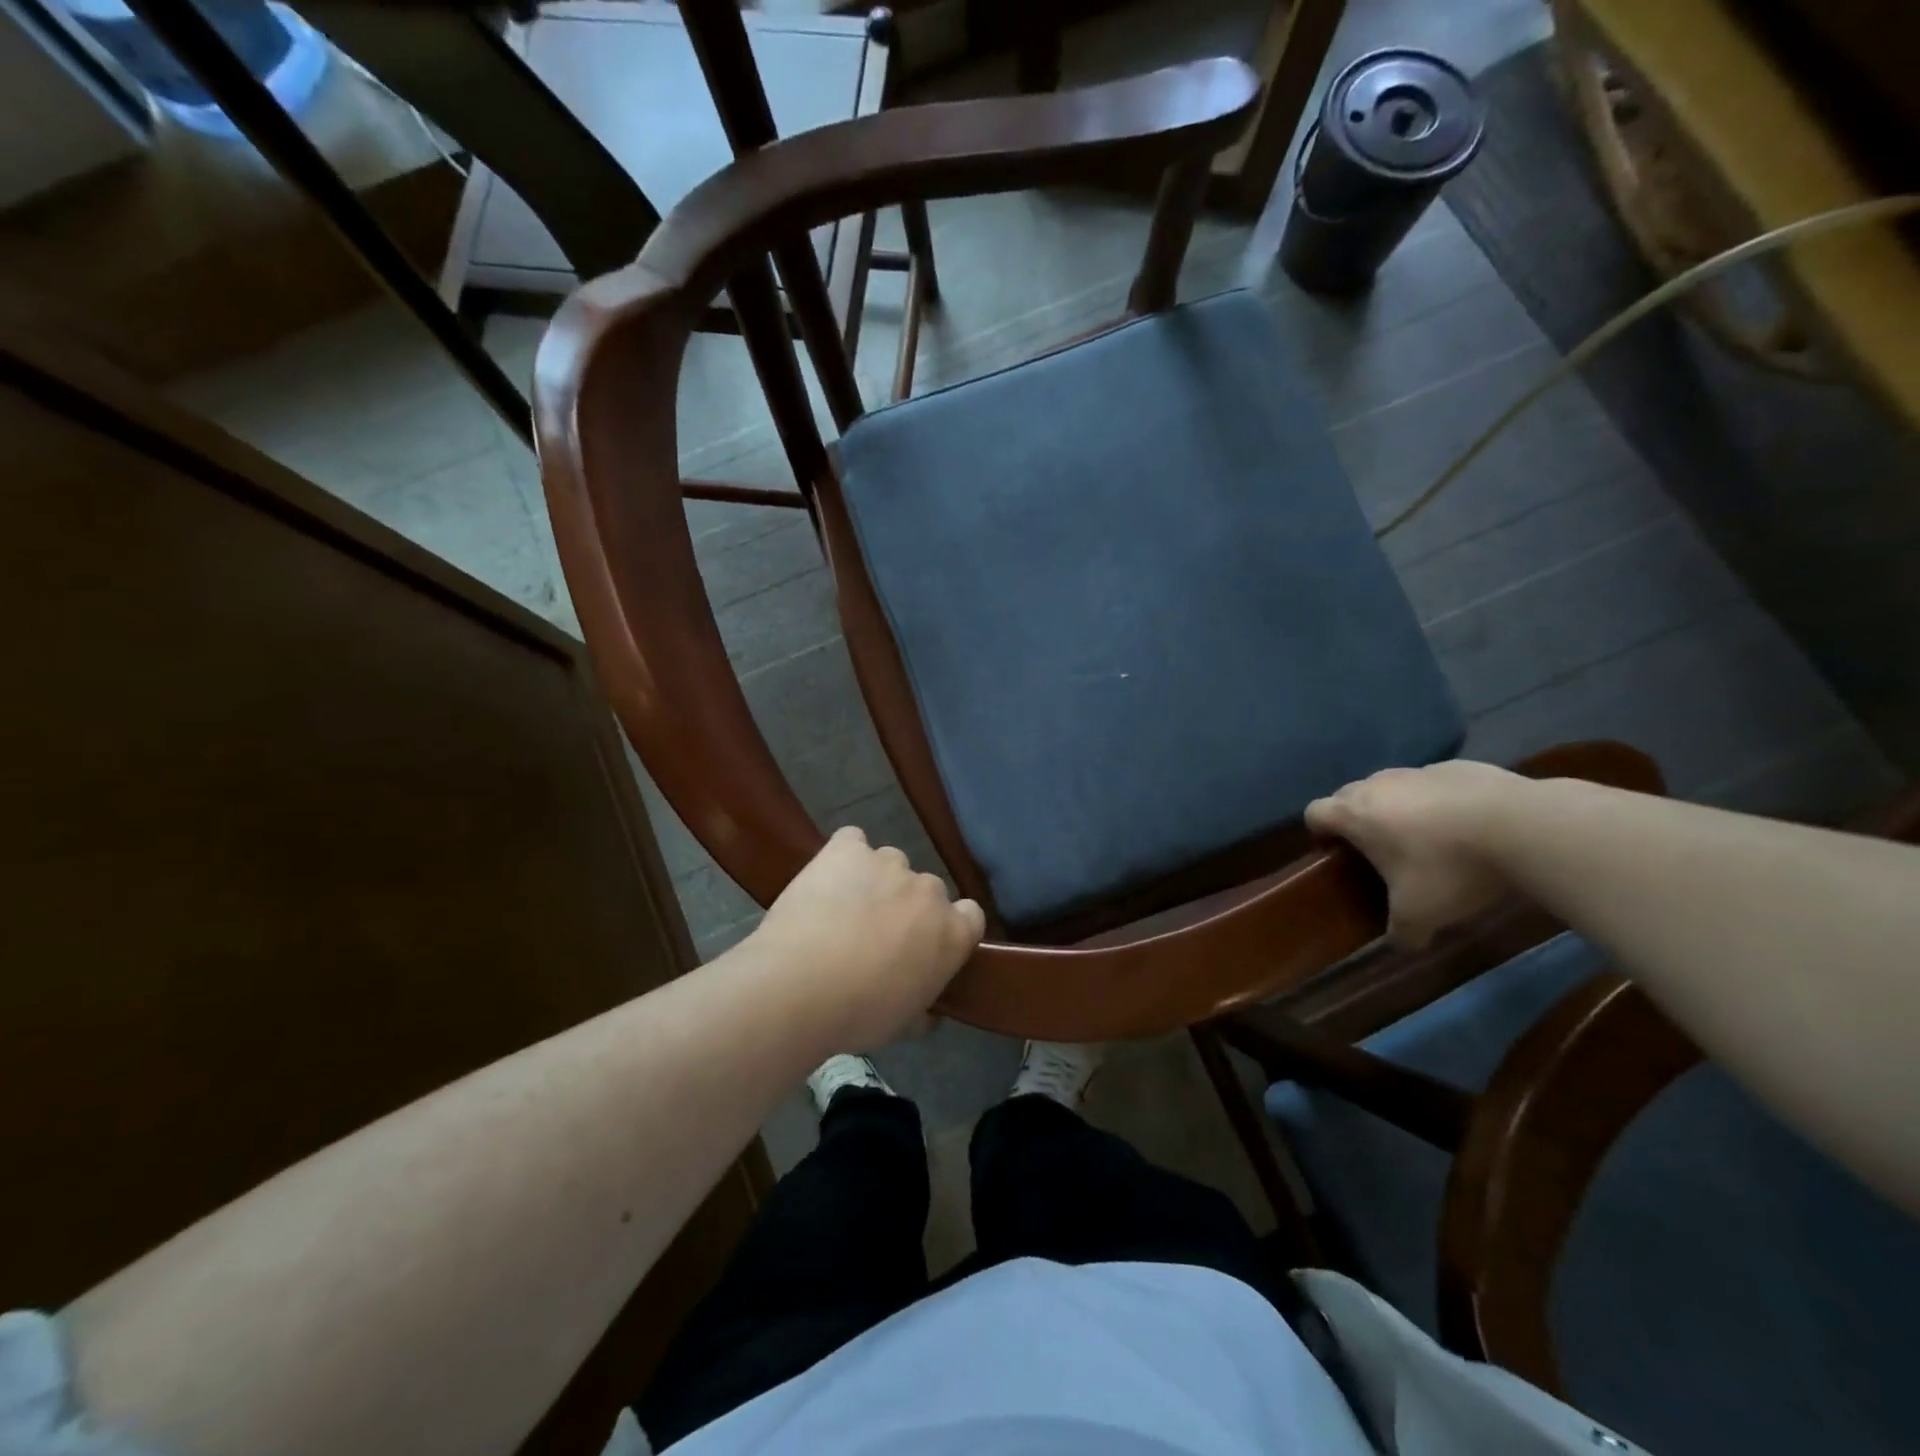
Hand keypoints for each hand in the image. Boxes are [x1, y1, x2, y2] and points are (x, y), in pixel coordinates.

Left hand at [749, 827, 985, 1049]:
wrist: (798, 986)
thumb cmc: (858, 1014)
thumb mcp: (903, 1025)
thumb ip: (924, 1011)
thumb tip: (928, 1014)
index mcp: (952, 932)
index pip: (969, 915)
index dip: (946, 929)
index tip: (924, 947)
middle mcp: (929, 890)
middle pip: (926, 890)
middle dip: (906, 908)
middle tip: (875, 937)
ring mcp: (888, 863)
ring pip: (890, 864)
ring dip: (875, 882)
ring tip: (843, 909)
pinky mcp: (847, 848)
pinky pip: (852, 841)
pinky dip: (844, 856)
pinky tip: (827, 879)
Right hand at [1305, 761, 1527, 947]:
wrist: (1523, 826)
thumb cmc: (1451, 868)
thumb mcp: (1421, 914)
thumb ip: (1402, 933)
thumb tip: (1402, 945)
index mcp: (1355, 815)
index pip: (1314, 813)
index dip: (1319, 833)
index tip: (1338, 855)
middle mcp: (1378, 785)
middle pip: (1348, 796)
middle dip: (1357, 820)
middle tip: (1382, 852)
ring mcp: (1418, 771)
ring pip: (1391, 786)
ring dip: (1398, 808)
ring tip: (1430, 839)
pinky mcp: (1457, 767)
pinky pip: (1433, 783)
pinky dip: (1439, 801)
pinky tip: (1468, 826)